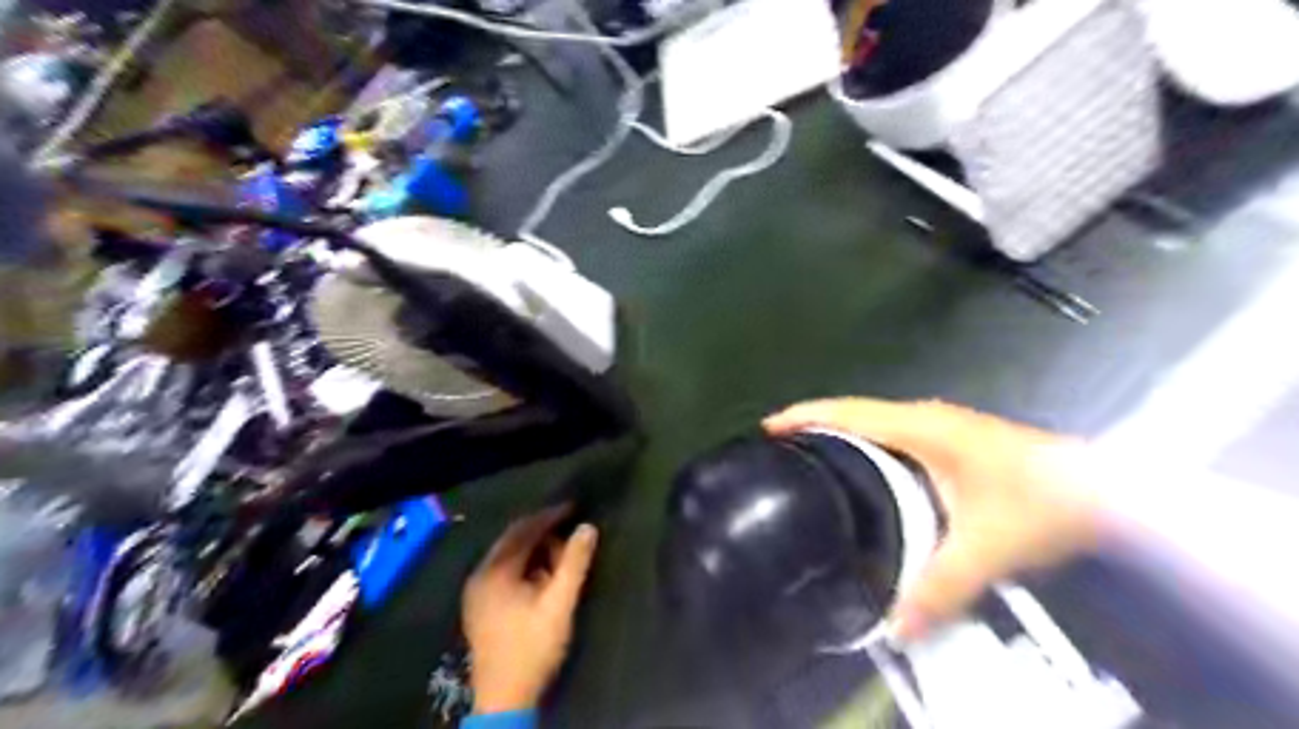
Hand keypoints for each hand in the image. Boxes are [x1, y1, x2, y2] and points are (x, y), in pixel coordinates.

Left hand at [462, 505, 596, 713]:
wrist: (503, 699)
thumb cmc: (532, 647)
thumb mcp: (559, 603)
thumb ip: (574, 563)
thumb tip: (588, 527)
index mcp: (495, 570)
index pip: (524, 530)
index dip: (550, 516)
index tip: (574, 508)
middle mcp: (480, 574)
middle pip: (512, 540)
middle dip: (542, 531)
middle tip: (569, 529)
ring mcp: (476, 591)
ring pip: (507, 556)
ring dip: (534, 550)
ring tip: (560, 555)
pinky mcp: (479, 606)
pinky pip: (502, 571)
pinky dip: (523, 565)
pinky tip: (541, 575)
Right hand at [763, 398, 1099, 643]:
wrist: (1107, 488)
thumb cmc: (1041, 502)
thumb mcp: (986, 548)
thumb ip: (940, 588)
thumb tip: (894, 628)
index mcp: (921, 427)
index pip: (849, 411)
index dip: (805, 416)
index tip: (767, 429)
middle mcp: (923, 418)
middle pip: (853, 411)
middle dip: (813, 425)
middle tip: (779, 453)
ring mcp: (938, 426)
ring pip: (873, 422)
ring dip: (838, 434)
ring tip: (807, 461)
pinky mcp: (950, 440)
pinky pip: (890, 435)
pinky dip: (864, 445)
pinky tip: (860, 474)